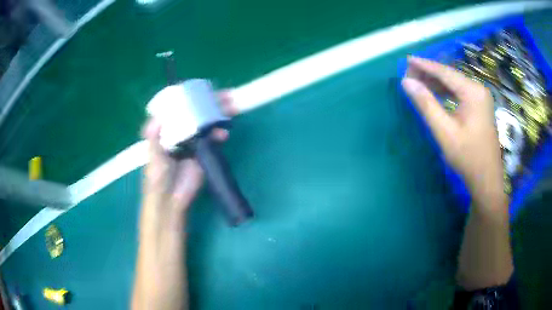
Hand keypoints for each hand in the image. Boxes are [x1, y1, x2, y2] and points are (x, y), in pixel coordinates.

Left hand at [141, 92, 235, 219]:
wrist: (170, 198)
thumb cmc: (157, 176)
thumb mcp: (153, 155)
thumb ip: (153, 137)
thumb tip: (156, 119)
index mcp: (168, 130)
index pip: (181, 108)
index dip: (192, 98)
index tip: (203, 90)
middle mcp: (182, 132)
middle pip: (198, 113)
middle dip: (212, 104)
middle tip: (226, 95)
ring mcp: (194, 142)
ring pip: (208, 124)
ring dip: (220, 116)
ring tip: (231, 108)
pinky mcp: (204, 153)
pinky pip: (214, 139)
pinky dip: (220, 134)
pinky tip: (224, 133)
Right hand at [401, 56, 504, 202]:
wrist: (487, 180)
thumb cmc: (467, 157)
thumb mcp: (444, 131)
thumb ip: (426, 104)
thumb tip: (406, 82)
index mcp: (473, 92)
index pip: (445, 73)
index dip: (425, 65)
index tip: (407, 60)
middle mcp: (478, 89)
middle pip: (450, 76)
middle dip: (429, 73)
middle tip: (409, 74)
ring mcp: (481, 98)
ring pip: (455, 83)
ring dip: (436, 82)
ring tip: (417, 81)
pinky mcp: (480, 106)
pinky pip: (460, 92)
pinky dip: (446, 91)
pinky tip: (434, 92)